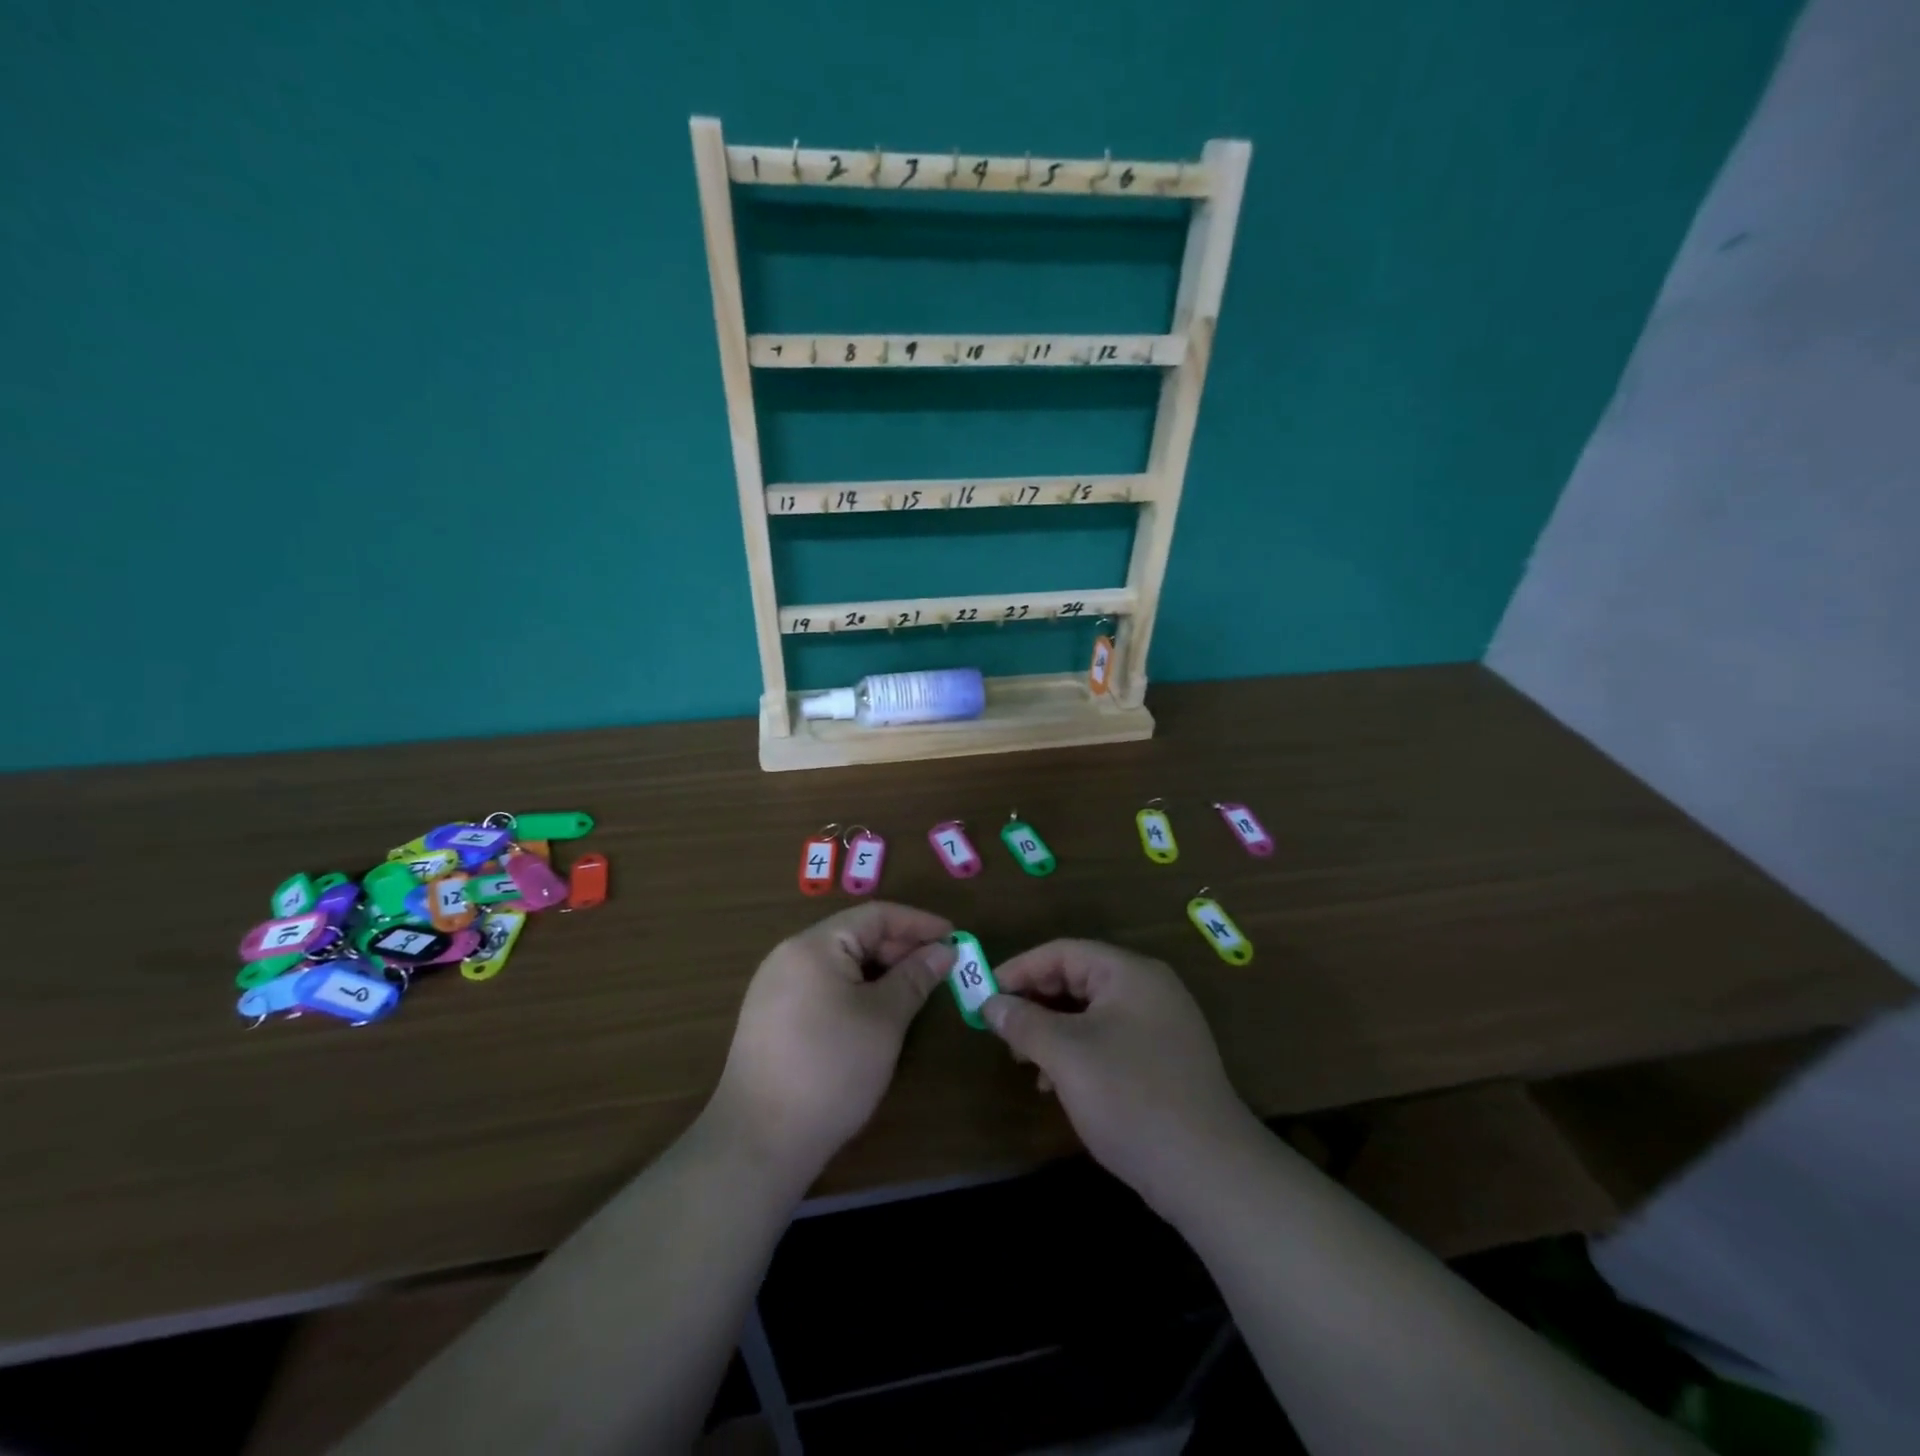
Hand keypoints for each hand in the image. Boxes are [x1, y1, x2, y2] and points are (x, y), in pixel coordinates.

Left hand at [709, 902, 954, 1185]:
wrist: (759, 1141)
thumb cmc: (830, 1070)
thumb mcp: (884, 1020)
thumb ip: (915, 978)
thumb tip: (943, 951)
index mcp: (813, 946)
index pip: (875, 915)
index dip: (918, 923)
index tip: (955, 937)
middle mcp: (789, 956)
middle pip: (855, 935)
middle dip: (900, 948)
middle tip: (940, 968)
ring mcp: (775, 987)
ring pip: (840, 962)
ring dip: (880, 970)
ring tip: (915, 989)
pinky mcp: (772, 1017)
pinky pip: (823, 985)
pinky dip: (856, 989)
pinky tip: (877, 1012)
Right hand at [982, 940, 1259, 1208]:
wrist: (1209, 1173)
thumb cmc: (1131, 1097)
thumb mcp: (1067, 1056)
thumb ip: (1024, 1023)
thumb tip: (991, 1004)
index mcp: (1129, 973)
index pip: (1063, 952)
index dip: (1020, 970)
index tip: (985, 996)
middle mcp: (1148, 989)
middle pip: (1077, 978)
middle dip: (1035, 1002)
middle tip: (1001, 1031)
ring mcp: (1160, 1025)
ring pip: (1090, 1012)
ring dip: (1052, 1030)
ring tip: (1025, 1061)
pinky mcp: (1163, 1060)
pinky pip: (1108, 1039)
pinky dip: (1077, 1052)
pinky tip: (1058, 1085)